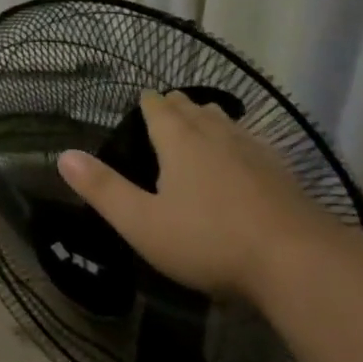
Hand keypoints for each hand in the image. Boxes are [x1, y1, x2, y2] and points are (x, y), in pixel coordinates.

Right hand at [57, 89, 338, 300]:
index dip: (147, 103)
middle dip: (177, 106)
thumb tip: (63, 155)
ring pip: (227, 123)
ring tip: (202, 121)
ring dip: (209, 119)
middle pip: (194, 110)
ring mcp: (256, 153)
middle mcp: (218, 137)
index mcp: (181, 143)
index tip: (140, 99)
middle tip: (166, 107)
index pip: (159, 109)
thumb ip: (102, 189)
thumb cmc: (209, 241)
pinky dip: (238, 141)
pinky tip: (244, 157)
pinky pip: (253, 144)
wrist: (299, 262)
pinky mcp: (283, 175)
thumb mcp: (141, 222)